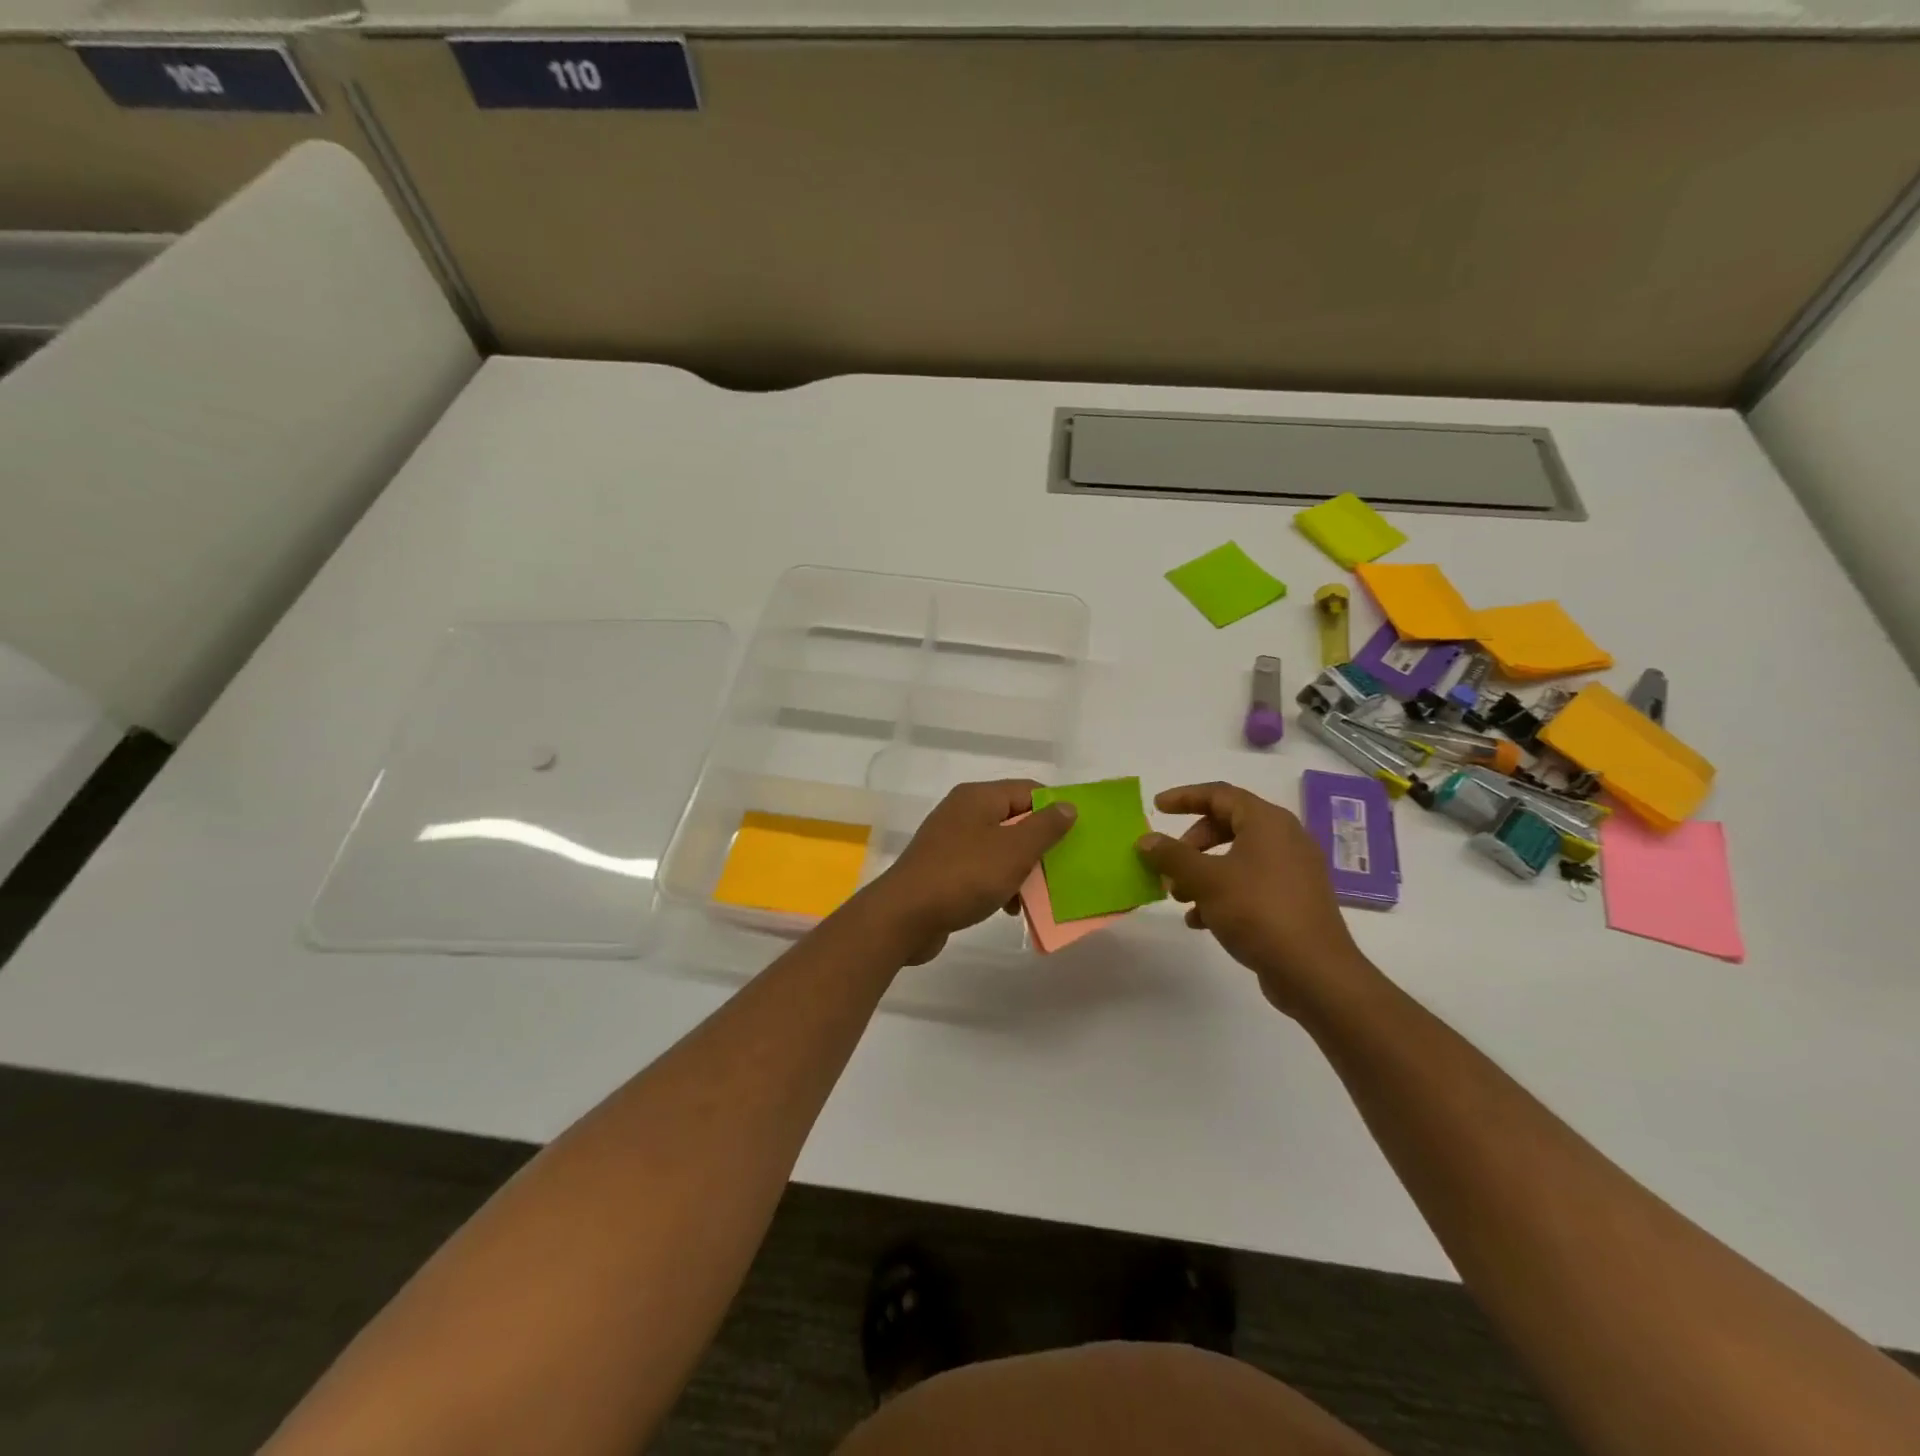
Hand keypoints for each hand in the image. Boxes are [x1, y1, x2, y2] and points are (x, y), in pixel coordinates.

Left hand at [866, 780, 1076, 964]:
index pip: (1028, 790)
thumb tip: (1067, 805)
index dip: (1055, 809)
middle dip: (1040, 844)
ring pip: (1000, 847)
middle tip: (1061, 869)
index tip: (1076, 837)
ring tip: (1036, 895)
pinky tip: (1009, 908)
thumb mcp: (1014, 851)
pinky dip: (999, 883)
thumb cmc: (964, 876)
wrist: (904, 916)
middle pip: (1014, 819)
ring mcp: (950, 841)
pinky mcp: (943, 868)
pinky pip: (982, 868)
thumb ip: (1045, 827)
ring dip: (1021, 869)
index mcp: (978, 797)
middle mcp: (963, 812)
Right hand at [1136, 781, 1374, 1018]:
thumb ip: (1172, 856)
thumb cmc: (1258, 911)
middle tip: (1169, 864)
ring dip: (1202, 872)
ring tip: (1178, 896)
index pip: (1219, 794)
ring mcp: (1292, 871)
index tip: (1157, 807)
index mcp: (1267, 822)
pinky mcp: (1293, 900)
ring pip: (1236, 858)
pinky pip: (1250, 884)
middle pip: (1227, 825)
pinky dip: (1222, 893)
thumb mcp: (1206, 880)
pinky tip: (1200, 921)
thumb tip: (1146, 840)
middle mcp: (1284, 839)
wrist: (1314, 972)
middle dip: (1191, 844)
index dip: (1185, 797)